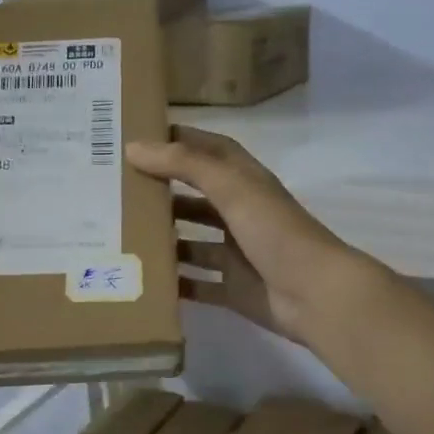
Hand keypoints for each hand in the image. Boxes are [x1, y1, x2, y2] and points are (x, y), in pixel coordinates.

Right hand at [127, 127, 363, 345]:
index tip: (140, 138)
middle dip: (162, 194)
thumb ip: (185, 165)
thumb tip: (133, 148)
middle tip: (118, 192)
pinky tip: (144, 281)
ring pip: (194, 243)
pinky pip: (198, 284)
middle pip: (196, 198)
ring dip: (165, 240)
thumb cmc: (276, 232)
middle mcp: (242, 214)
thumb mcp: (232, 188)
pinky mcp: (234, 289)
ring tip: (123, 236)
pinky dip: (176, 283)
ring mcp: (238, 254)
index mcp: (246, 183)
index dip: (180, 141)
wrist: (316, 295)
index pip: (210, 151)